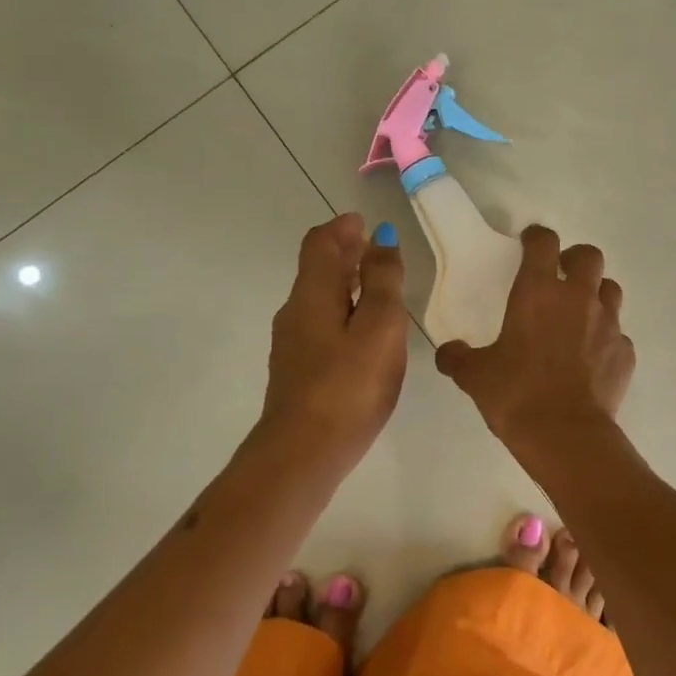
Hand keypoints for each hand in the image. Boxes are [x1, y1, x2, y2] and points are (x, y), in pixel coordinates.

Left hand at [258, 214, 408, 474]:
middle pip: (317, 268)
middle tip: (375, 249)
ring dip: (344, 281)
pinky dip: (342, 309)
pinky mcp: (298, 370)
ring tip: (376, 286)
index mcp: (312, 294)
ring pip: (318, 297)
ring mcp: (293, 343)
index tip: (365, 222)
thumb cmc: (348, 386)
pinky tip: (363, 330)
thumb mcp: (379, 327)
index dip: (342, 228)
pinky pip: (320, 323)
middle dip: (344, 252)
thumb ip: (382, 281)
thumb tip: (381, 239)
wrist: (303, 453)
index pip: (320, 243)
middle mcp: (295, 311)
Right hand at [435, 225, 634, 441]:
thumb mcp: (475, 376)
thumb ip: (458, 358)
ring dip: (596, 293)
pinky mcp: (625, 352)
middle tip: (560, 276)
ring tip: (579, 314)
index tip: (529, 242)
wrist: (565, 435)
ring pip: (610, 290)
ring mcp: (608, 323)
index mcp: (539, 292)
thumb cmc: (516, 394)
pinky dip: (605, 338)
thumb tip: (447, 353)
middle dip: (575, 259)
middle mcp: (578, 298)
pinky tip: (591, 357)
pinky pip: (618, 333)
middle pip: (589, 256)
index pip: (543, 242)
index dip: (536, 237)